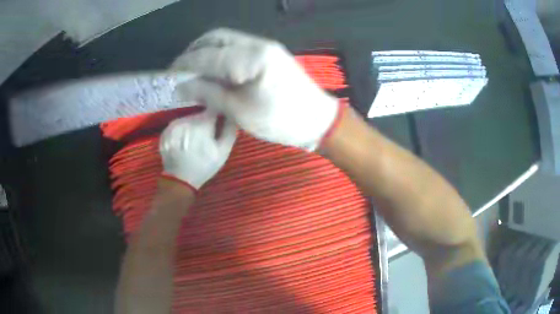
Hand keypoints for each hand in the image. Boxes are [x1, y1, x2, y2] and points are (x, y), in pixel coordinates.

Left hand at [159, 112, 236, 190]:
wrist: (179, 180)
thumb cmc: (204, 166)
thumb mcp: (223, 152)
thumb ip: (229, 131)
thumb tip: (232, 116)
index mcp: (202, 123)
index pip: (214, 109)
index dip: (218, 115)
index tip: (219, 123)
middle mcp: (186, 119)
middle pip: (200, 114)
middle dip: (204, 122)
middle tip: (206, 137)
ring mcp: (174, 125)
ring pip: (188, 119)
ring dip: (192, 126)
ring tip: (194, 141)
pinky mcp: (165, 130)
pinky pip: (177, 125)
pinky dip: (181, 131)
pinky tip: (183, 143)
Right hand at [171, 28, 343, 150]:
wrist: (317, 121)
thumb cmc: (281, 120)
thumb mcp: (240, 110)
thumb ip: (209, 93)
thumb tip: (182, 85)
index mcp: (251, 57)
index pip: (208, 56)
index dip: (185, 65)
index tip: (168, 76)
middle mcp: (258, 44)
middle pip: (217, 38)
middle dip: (194, 51)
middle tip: (179, 70)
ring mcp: (265, 46)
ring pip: (227, 40)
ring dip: (206, 51)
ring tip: (192, 70)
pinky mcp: (268, 53)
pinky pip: (237, 48)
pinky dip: (220, 55)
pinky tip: (212, 69)